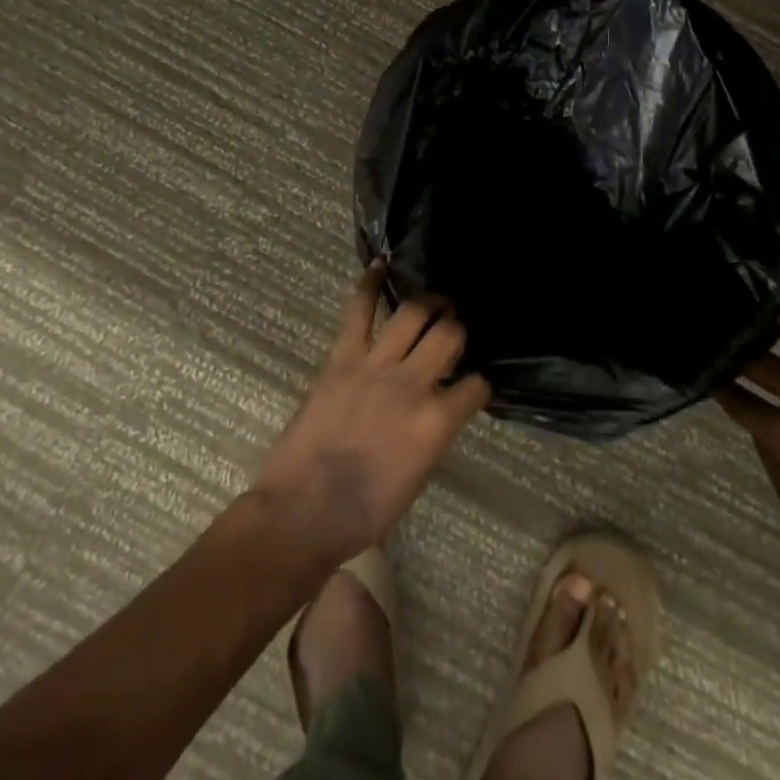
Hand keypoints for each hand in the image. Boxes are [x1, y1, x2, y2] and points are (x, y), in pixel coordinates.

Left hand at [252, 261, 490, 565]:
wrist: (302, 513)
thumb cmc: (364, 512)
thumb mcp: (417, 475)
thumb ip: (434, 433)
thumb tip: (440, 409)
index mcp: (437, 422)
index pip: (475, 387)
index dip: (478, 383)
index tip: (472, 383)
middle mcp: (414, 384)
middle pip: (450, 335)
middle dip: (457, 329)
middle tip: (454, 329)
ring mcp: (376, 366)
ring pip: (413, 314)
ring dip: (429, 303)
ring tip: (434, 302)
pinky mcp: (342, 359)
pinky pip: (358, 312)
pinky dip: (368, 285)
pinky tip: (379, 266)